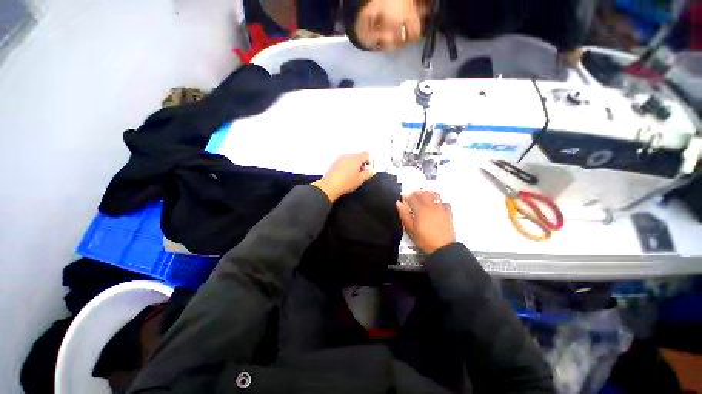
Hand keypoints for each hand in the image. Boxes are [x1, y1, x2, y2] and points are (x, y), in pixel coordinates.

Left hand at [312, 153, 373, 201]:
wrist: (330, 186)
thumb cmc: (344, 183)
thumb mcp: (360, 180)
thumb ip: (368, 173)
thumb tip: (370, 171)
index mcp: (356, 158)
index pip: (366, 154)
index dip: (369, 161)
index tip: (367, 169)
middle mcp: (348, 156)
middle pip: (358, 156)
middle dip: (361, 164)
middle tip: (360, 174)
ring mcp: (340, 158)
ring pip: (350, 159)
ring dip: (353, 165)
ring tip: (352, 176)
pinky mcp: (334, 163)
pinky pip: (343, 162)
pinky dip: (346, 167)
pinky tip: (345, 176)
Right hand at [396, 191, 454, 254]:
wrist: (443, 248)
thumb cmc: (424, 240)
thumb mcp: (410, 229)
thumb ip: (404, 214)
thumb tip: (399, 203)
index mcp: (421, 210)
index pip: (412, 198)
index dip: (406, 195)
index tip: (403, 194)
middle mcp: (431, 206)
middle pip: (423, 194)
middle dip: (416, 192)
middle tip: (411, 193)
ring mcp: (441, 209)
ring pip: (434, 195)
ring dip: (427, 192)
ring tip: (423, 194)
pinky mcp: (448, 213)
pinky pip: (443, 202)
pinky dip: (438, 199)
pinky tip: (435, 202)